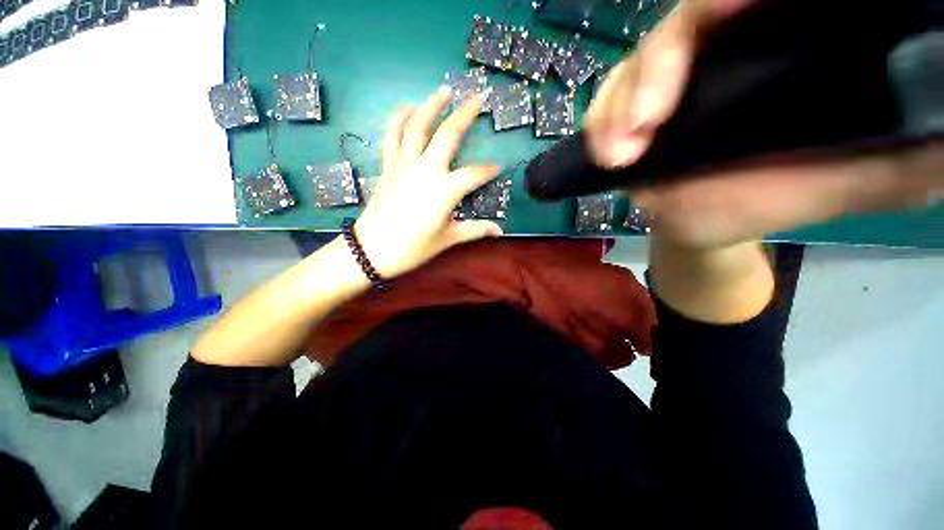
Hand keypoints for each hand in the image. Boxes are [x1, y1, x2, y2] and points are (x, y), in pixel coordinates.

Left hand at [354, 87, 502, 278]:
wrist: (373, 249)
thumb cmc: (414, 247)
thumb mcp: (448, 239)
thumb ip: (476, 230)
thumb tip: (499, 231)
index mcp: (446, 190)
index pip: (474, 174)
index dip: (488, 170)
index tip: (497, 167)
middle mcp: (427, 170)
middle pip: (448, 135)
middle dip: (464, 114)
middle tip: (476, 98)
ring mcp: (405, 164)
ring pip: (418, 126)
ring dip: (431, 105)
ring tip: (443, 89)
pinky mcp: (389, 165)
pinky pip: (392, 135)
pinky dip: (399, 118)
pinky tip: (407, 107)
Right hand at [587, 0, 942, 249]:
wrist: (714, 222)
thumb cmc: (781, 197)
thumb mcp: (854, 176)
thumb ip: (901, 153)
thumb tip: (943, 133)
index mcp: (780, 50)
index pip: (745, 2)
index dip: (728, 1)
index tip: (727, 9)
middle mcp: (718, 53)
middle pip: (679, 28)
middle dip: (657, 70)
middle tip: (646, 123)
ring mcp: (668, 83)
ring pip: (633, 69)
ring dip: (618, 108)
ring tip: (618, 155)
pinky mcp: (631, 112)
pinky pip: (606, 107)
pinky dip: (599, 126)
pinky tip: (606, 153)